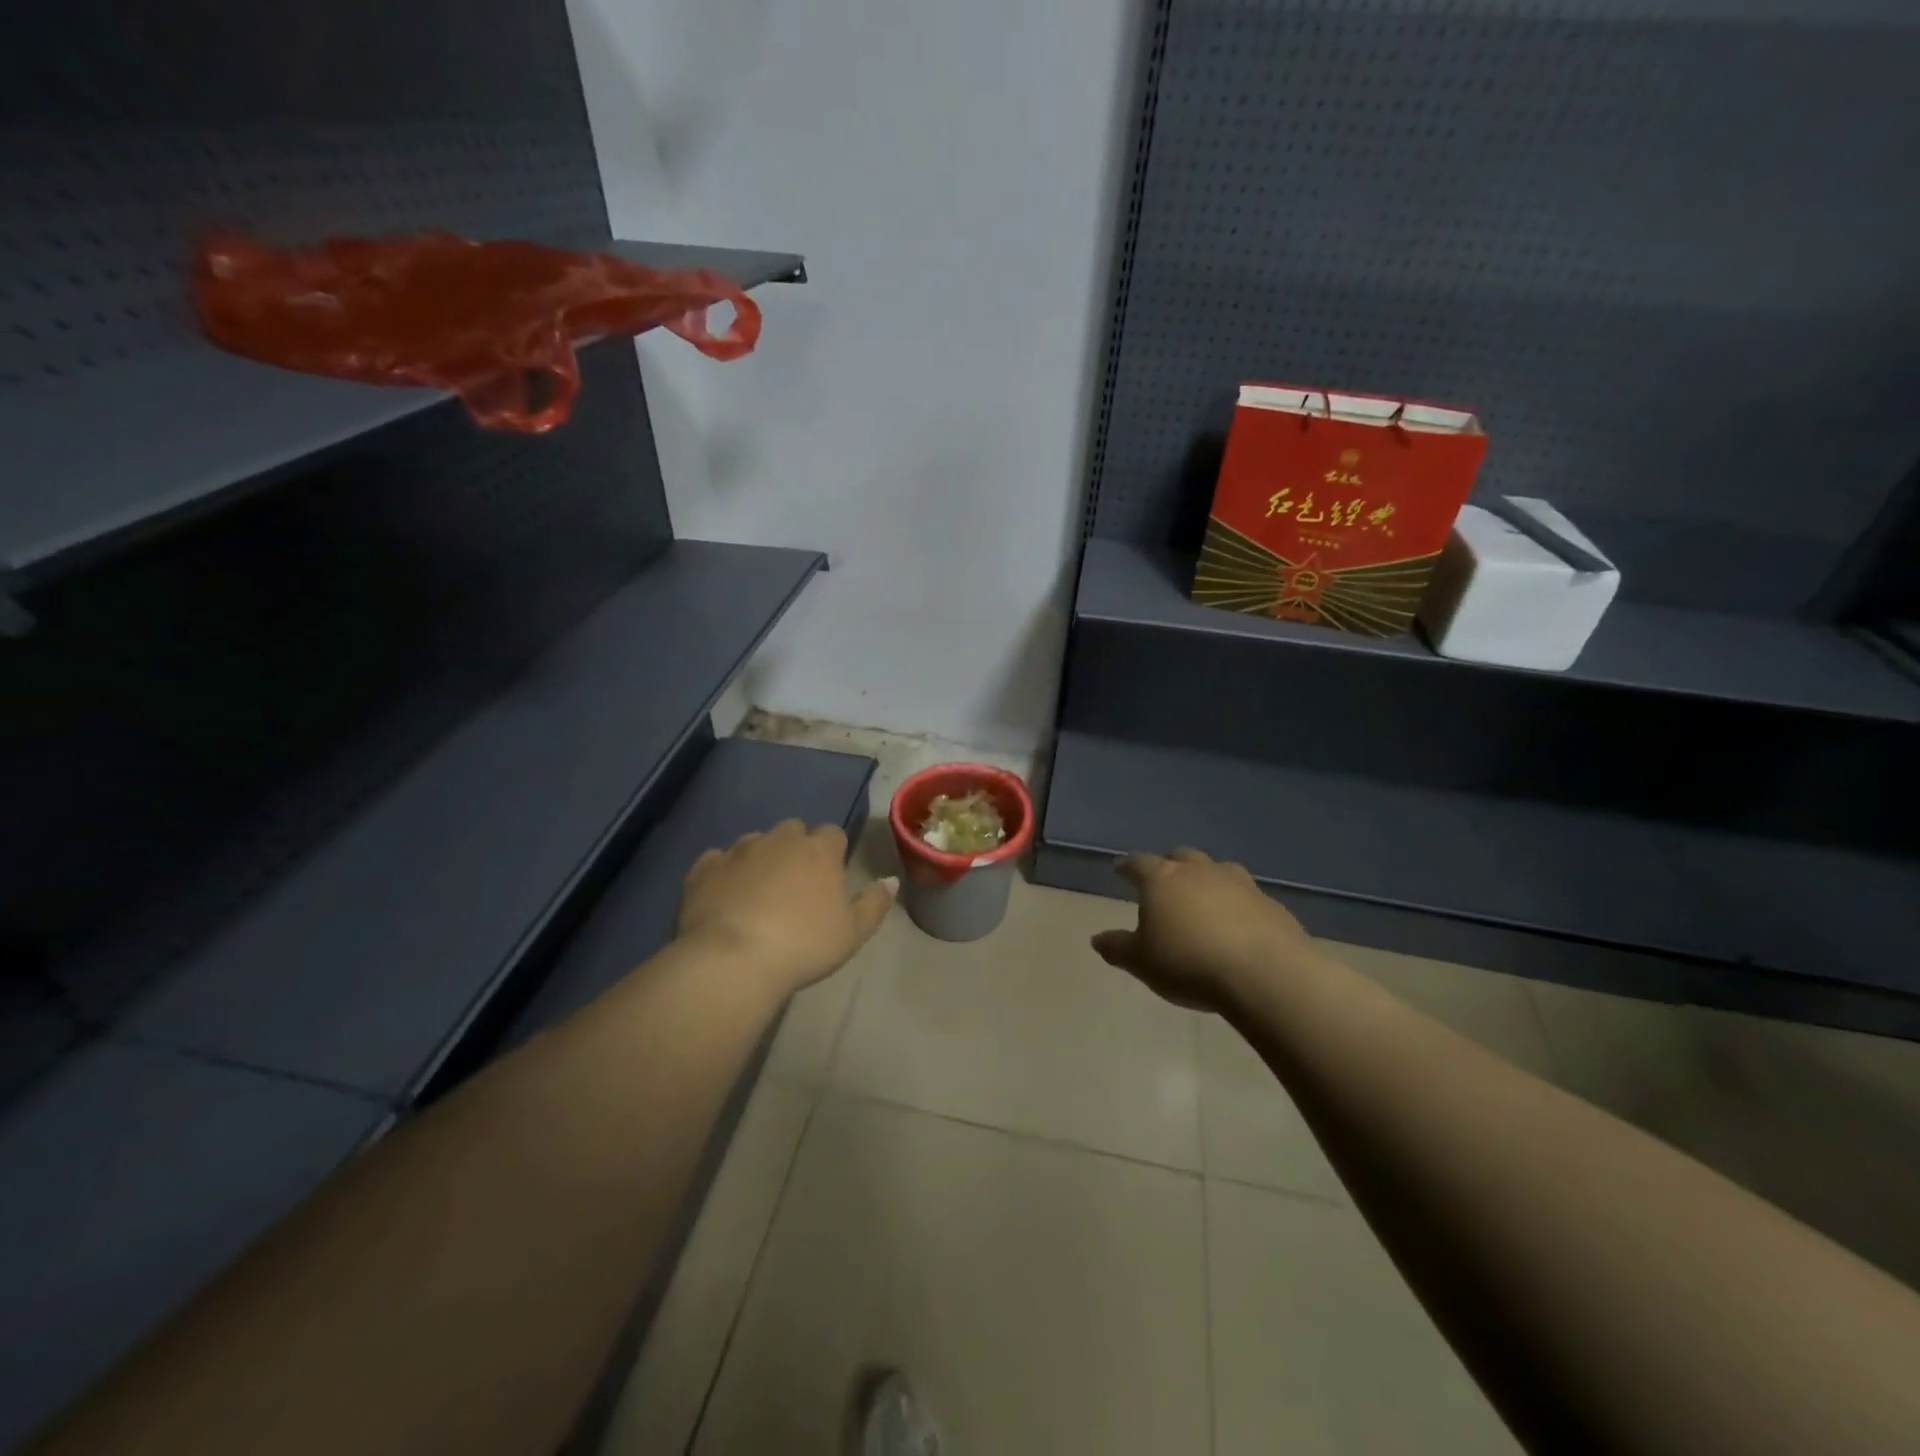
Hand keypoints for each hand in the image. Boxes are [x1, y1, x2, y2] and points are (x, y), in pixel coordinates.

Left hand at [677, 820, 895, 998]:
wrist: (734, 960)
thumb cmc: (804, 945)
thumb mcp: (853, 932)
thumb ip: (875, 903)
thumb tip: (891, 880)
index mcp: (819, 851)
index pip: (833, 834)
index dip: (832, 852)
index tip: (830, 877)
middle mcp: (779, 840)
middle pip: (793, 830)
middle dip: (796, 848)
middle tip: (795, 884)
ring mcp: (738, 851)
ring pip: (754, 842)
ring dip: (760, 858)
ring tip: (758, 892)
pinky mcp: (704, 868)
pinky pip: (716, 860)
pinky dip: (723, 872)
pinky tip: (723, 896)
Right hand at [1090, 848, 1317, 1011]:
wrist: (1264, 974)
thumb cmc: (1189, 963)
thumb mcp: (1142, 962)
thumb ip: (1118, 948)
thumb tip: (1097, 939)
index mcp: (1163, 879)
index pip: (1139, 863)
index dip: (1127, 866)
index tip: (1120, 869)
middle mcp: (1200, 872)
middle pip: (1181, 857)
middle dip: (1170, 865)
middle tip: (1165, 880)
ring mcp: (1240, 884)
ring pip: (1218, 870)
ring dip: (1208, 880)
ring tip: (1204, 899)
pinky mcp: (1271, 904)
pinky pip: (1248, 897)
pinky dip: (1238, 905)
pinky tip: (1239, 925)